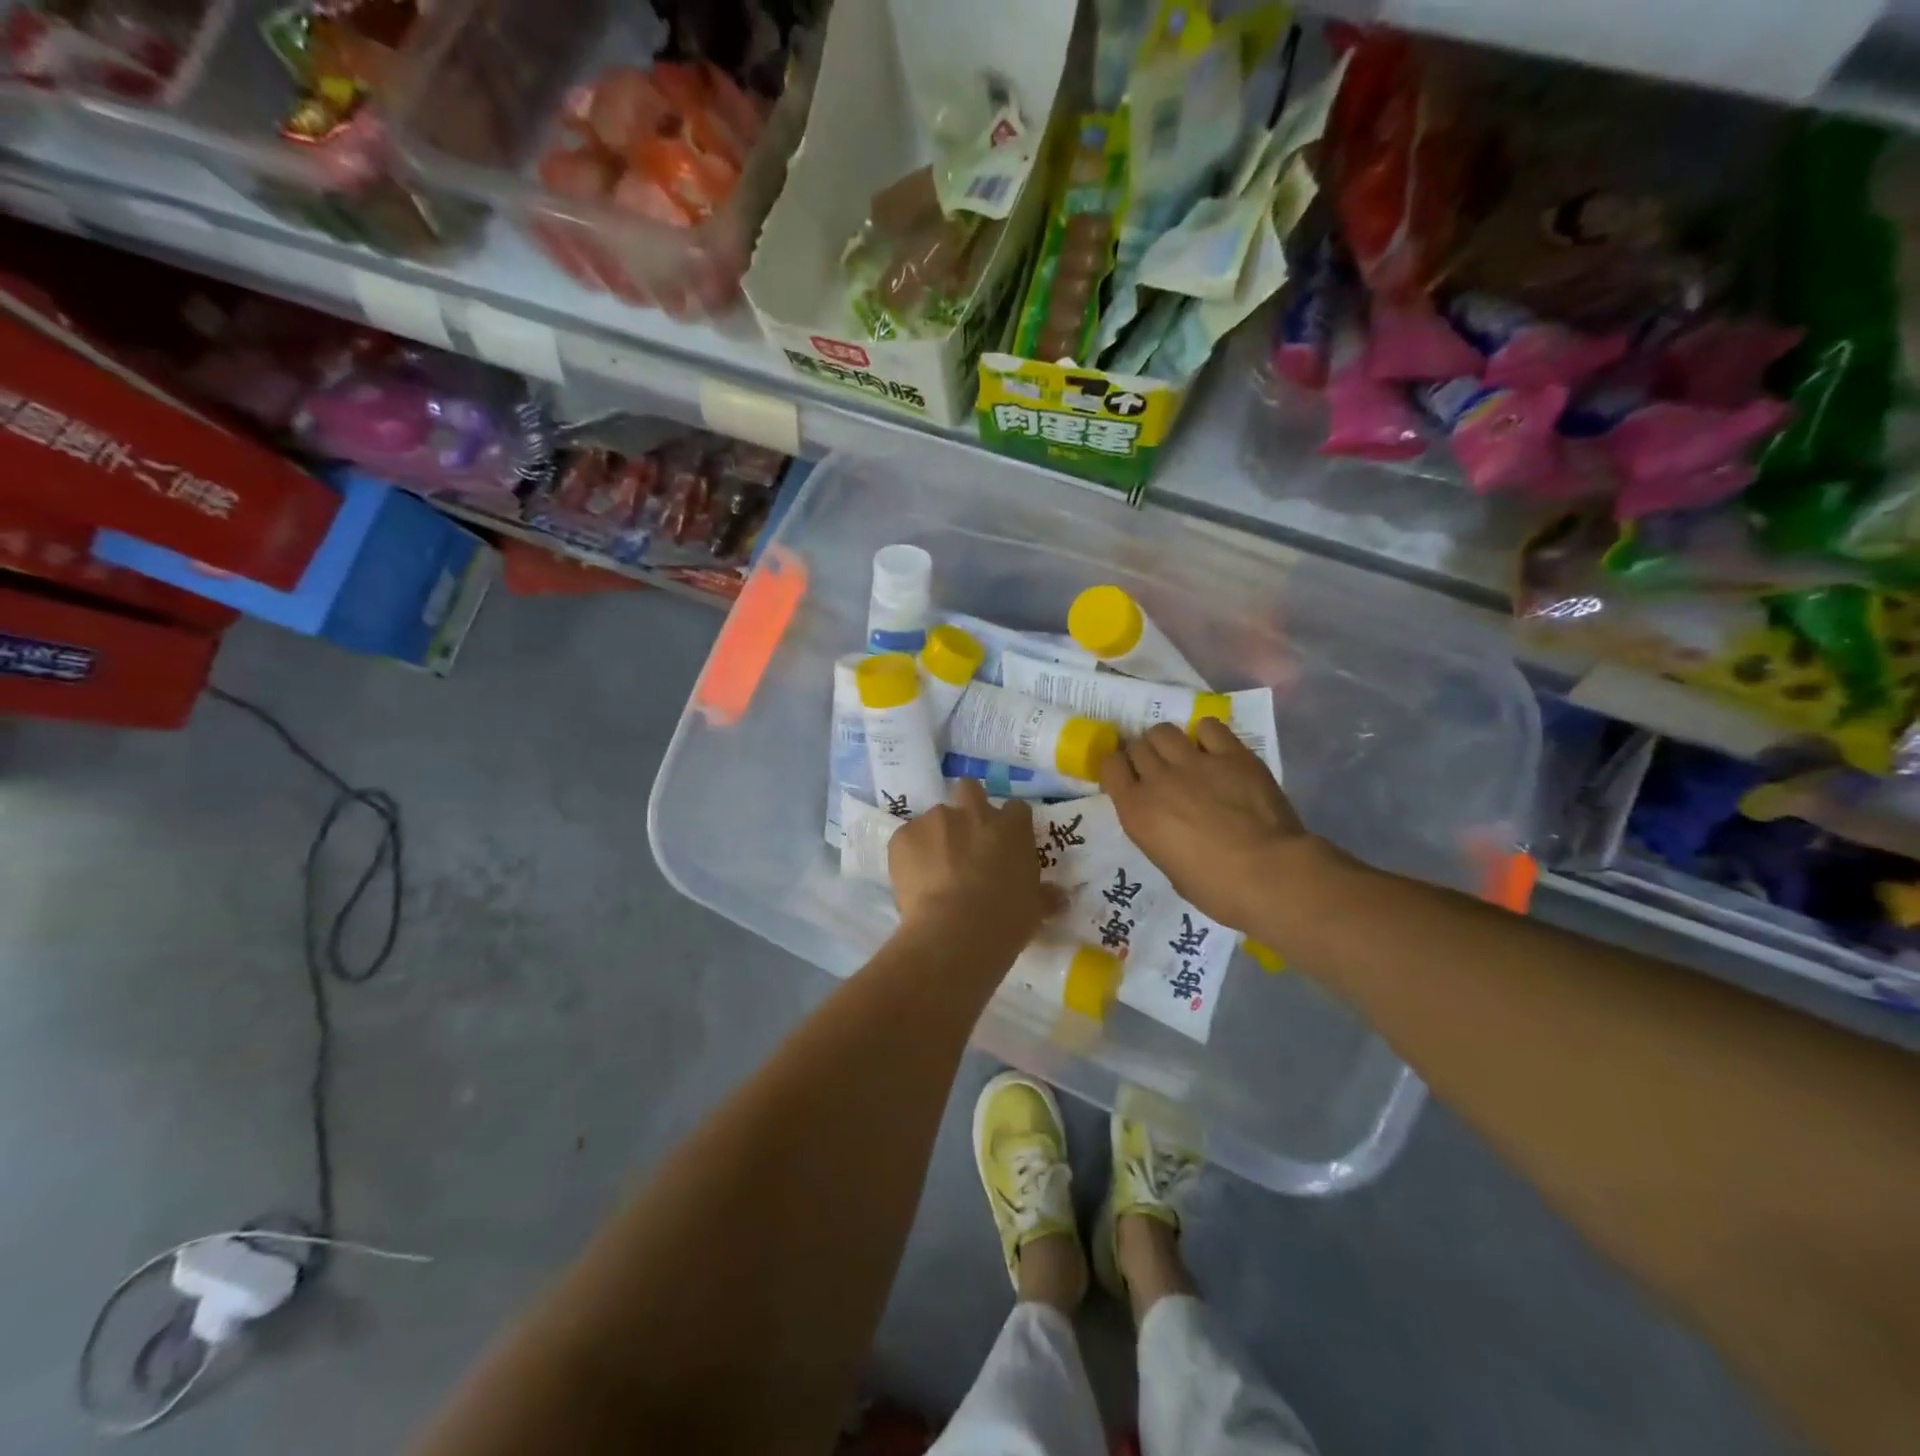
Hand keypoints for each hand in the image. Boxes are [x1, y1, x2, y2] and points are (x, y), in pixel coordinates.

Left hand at [888, 781, 1061, 950]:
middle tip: (964, 838)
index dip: (1009, 826)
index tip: (1005, 845)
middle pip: (970, 789)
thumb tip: (1060, 899)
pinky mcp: (903, 836)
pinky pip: (907, 839)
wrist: (955, 932)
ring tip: (934, 871)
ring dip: (936, 837)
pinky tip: (913, 882)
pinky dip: (910, 855)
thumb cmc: (1005, 920)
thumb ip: (1045, 897)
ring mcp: (935, 820)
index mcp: (1011, 827)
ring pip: (935, 818)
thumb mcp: (1034, 910)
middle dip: (967, 806)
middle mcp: (973, 812)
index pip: (1016, 810)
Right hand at [1101, 719, 1331, 934]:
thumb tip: (1166, 819)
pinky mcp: (1232, 754)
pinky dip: (1206, 735)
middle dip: (1145, 756)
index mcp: (1137, 811)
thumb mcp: (1167, 864)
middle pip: (1138, 746)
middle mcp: (1159, 780)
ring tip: (1183, 756)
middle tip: (1161, 771)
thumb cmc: (1216, 888)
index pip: (1110, 766)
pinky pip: (1208, 727)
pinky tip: (1215, 750)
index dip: (1119, 769)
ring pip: (1164, 731)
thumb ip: (1157, 832)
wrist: (1270, 875)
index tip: (1130, 778)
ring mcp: (1195, 763)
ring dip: (1168, 742)